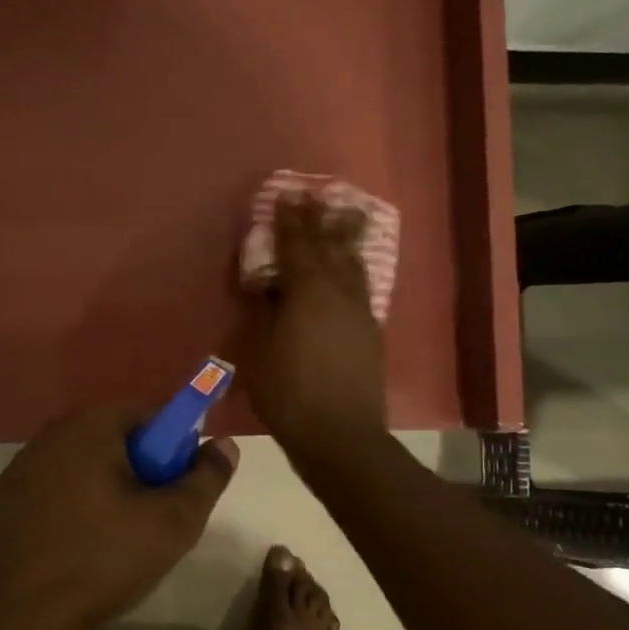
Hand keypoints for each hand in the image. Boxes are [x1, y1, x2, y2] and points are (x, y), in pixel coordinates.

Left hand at [0, 406, 237, 629]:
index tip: (180, 483)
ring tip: (114, 533)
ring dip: (102, 483)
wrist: (19, 616)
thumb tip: (225, 444)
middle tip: (153, 512)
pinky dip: (68, 501)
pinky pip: (50, 486)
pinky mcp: (0, 498)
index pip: (149, 414)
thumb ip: (207, 477)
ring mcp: (19, 466)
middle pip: (113, 436)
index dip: (175, 444)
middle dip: (140, 466)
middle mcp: (50, 434)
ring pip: (80, 462)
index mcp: (91, 427)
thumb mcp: (174, 523)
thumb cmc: (104, 560)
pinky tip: (74, 541)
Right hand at [240, 195, 387, 463]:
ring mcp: (360, 311)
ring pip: (353, 263)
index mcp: (307, 291)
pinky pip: (362, 286)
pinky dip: (356, 267)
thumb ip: (260, 312)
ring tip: (348, 214)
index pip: (296, 245)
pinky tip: (354, 268)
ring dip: (346, 237)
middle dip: (321, 219)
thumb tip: (265, 286)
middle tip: (318, 194)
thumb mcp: (257, 352)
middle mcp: (338, 292)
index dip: (289, 220)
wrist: (340, 435)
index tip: (286, 196)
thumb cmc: (288, 393)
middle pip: (330, 246)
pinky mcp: (371, 331)